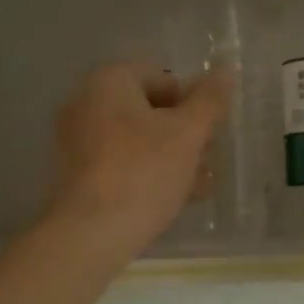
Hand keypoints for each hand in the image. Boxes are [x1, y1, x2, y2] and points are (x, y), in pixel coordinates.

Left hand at [50, 65, 227, 257]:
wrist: (91, 233)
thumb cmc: (144, 171)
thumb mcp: (188, 133)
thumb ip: (209, 100)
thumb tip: (225, 70)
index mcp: (109, 82)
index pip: (162, 77)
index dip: (193, 101)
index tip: (212, 129)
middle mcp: (87, 104)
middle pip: (150, 110)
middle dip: (185, 132)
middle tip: (210, 157)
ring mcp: (78, 141)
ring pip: (138, 140)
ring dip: (174, 156)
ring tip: (201, 183)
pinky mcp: (78, 174)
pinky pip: (122, 163)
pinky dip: (150, 173)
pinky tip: (177, 196)